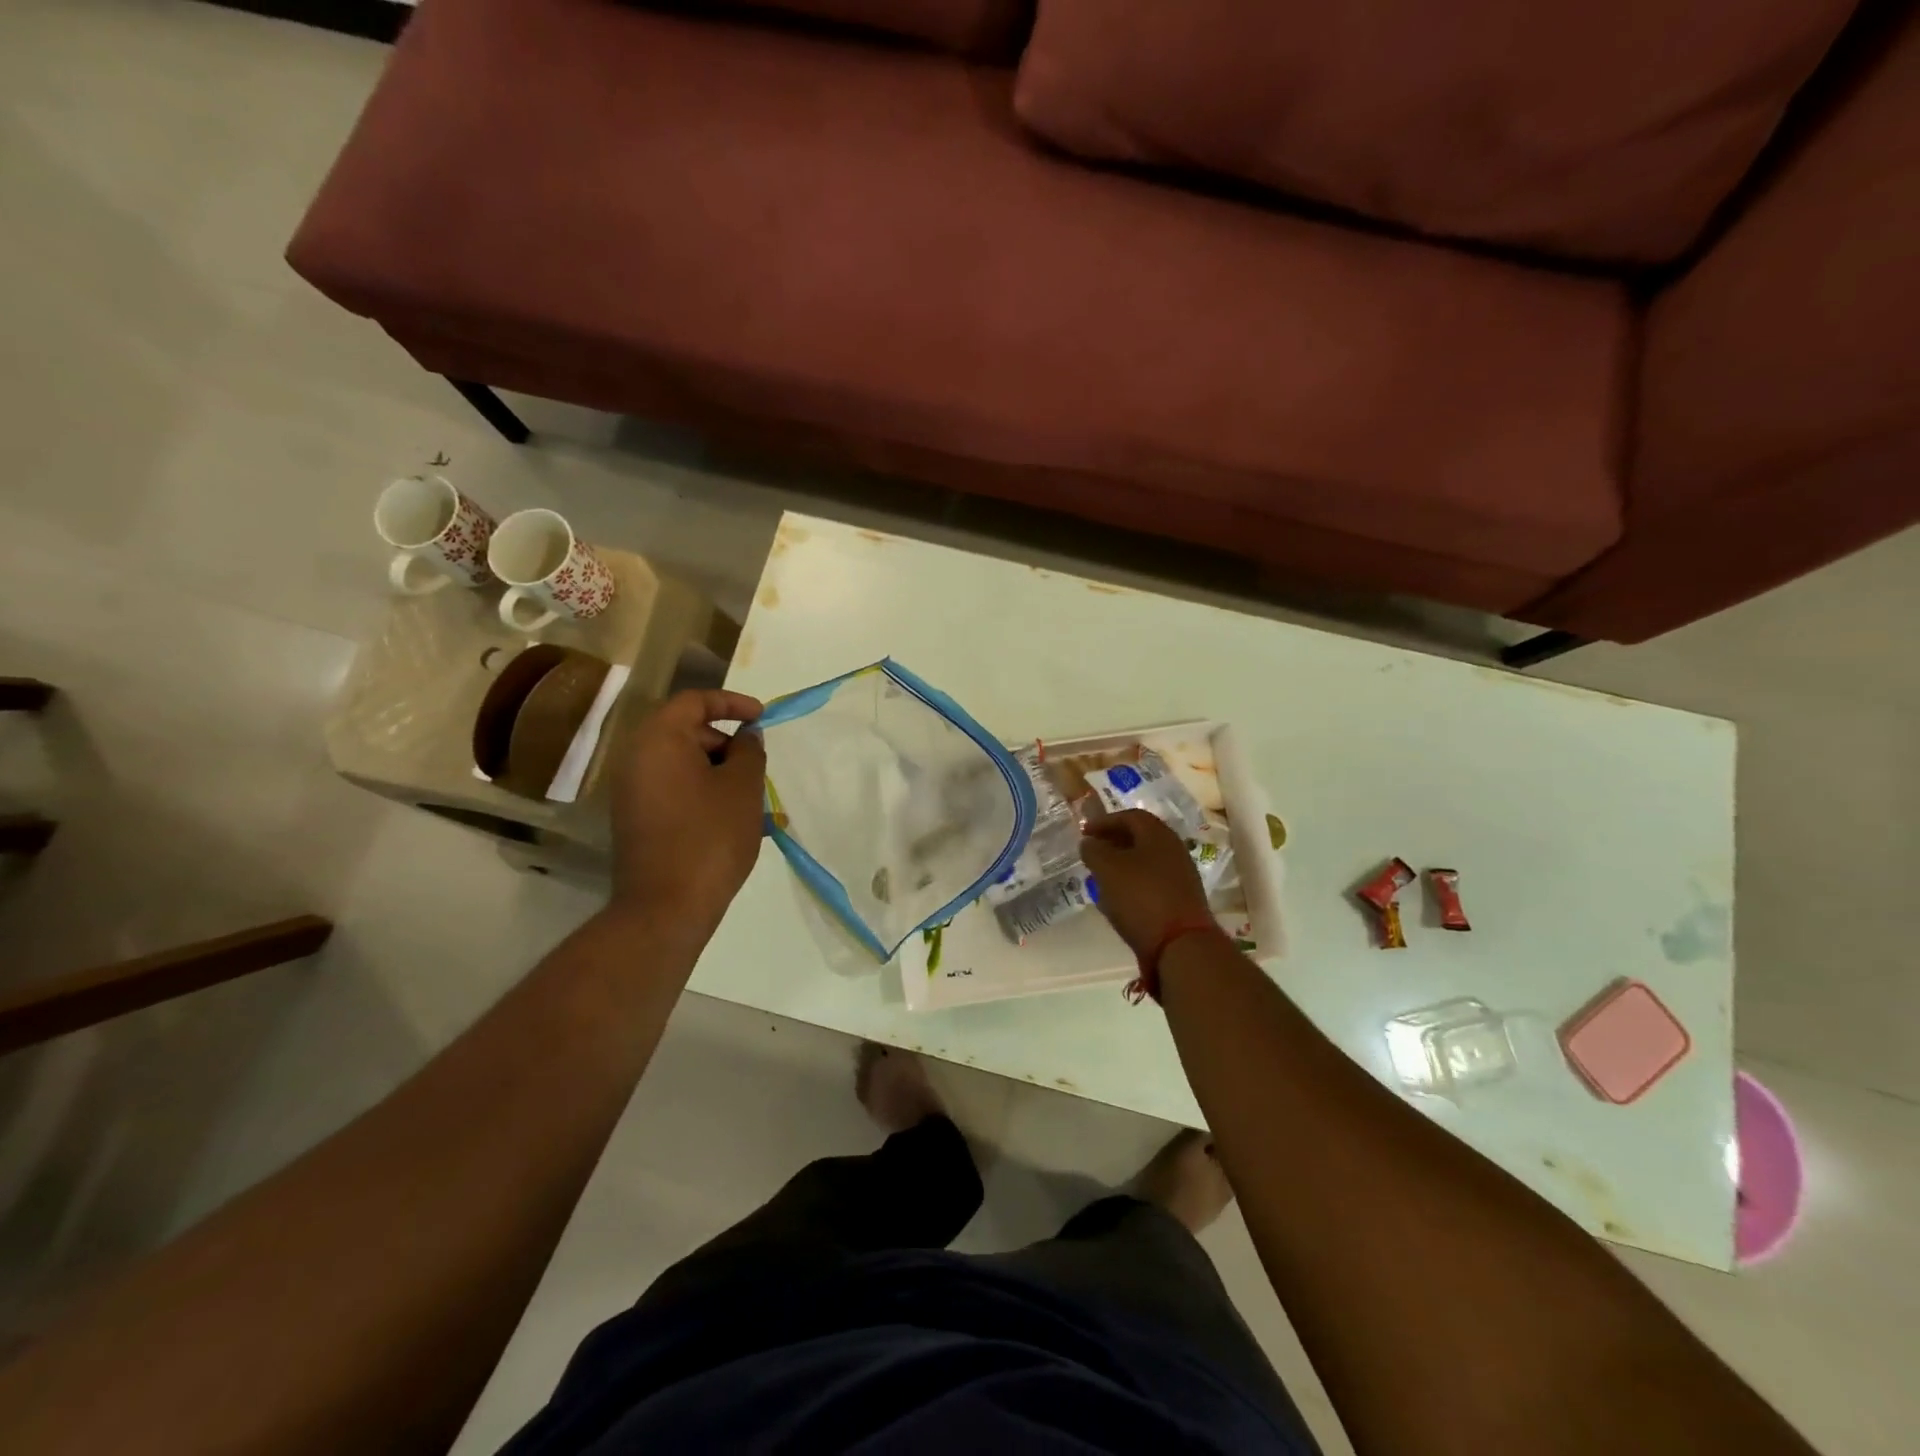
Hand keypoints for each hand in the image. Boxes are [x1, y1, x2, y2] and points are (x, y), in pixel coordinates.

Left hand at [610, 689, 766, 932]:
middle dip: (726, 743)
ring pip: (682, 764)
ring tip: (750, 798)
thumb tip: (746, 736)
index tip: (762, 717)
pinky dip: (702, 792)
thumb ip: (749, 751)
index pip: (695, 701)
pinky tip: (730, 819)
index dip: (732, 703)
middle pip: (686, 732)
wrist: (666, 907)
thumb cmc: (710, 836)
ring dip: (718, 772)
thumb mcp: (742, 787)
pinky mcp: (636, 819)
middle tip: (757, 766)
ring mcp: (632, 791)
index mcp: (659, 740)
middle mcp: (637, 758)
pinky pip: (673, 790)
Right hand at [1079, 809, 1211, 958]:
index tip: (1084, 832)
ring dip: (1122, 865)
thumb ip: (1094, 850)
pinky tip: (1118, 899)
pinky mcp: (1181, 901)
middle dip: (1113, 842)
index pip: (1130, 816)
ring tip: (1100, 876)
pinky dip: (1132, 884)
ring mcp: (1181, 877)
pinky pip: (1152, 883)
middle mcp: (1174, 850)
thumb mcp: (1107, 869)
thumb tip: (1089, 842)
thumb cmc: (1141, 897)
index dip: (1105, 821)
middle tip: (1092, 852)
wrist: (1181, 945)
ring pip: (1146, 862)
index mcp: (1158, 835)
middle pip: (1141, 838)